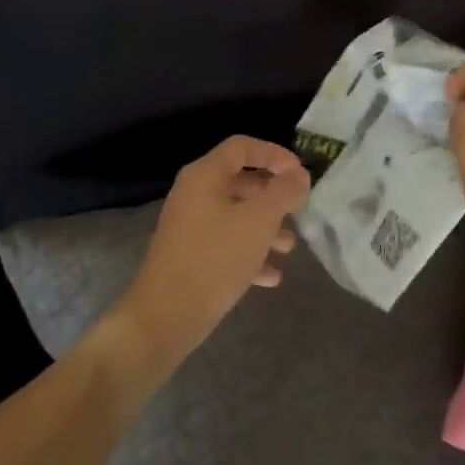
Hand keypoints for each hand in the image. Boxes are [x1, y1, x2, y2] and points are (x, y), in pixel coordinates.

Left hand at [114, 136, 309, 366]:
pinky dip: (249, 254)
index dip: (274, 153)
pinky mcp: (190, 257)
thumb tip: (300, 174)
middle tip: (296, 208)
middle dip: (272, 194)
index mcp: (204, 176)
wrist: (165, 318)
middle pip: (240, 180)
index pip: (242, 146)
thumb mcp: (259, 221)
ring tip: (289, 246)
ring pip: (235, 215)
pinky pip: (226, 245)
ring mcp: (190, 227)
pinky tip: (272, 276)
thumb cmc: (215, 258)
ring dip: (265, 227)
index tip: (299, 172)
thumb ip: (283, 192)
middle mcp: (194, 195)